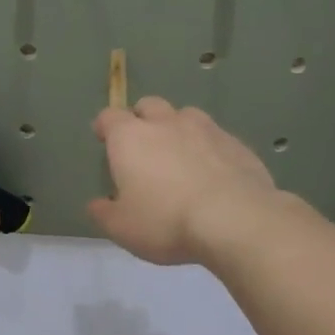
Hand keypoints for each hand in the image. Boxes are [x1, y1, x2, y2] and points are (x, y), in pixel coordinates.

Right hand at [88, 98, 285, 265]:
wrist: (234, 220)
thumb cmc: (165, 221)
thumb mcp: (122, 228)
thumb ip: (104, 213)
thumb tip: (97, 204)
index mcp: (130, 137)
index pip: (109, 117)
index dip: (104, 126)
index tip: (103, 137)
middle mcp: (166, 123)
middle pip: (148, 106)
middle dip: (141, 119)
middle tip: (142, 146)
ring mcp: (205, 129)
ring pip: (185, 116)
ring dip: (177, 129)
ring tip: (179, 156)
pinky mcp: (236, 143)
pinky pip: (215, 138)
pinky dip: (208, 149)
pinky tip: (212, 174)